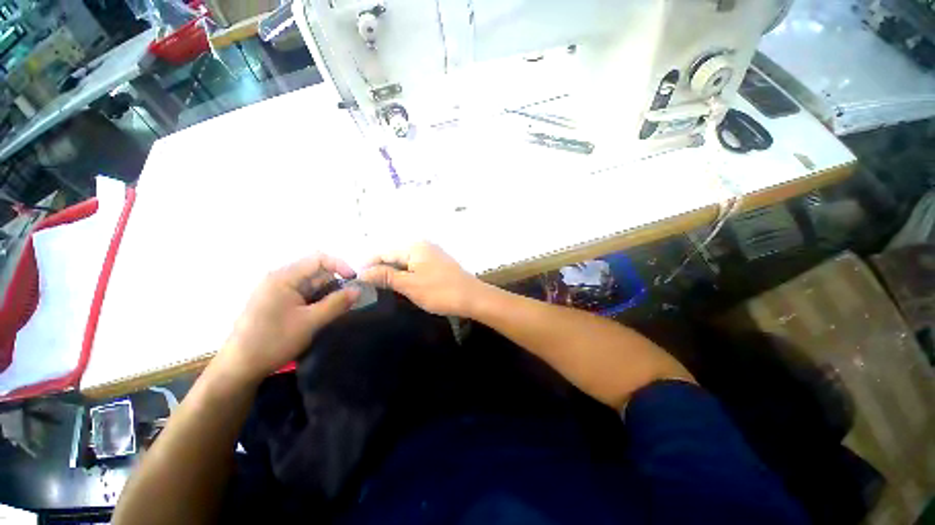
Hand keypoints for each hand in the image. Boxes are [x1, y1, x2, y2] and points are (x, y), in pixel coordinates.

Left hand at [215, 254, 359, 383]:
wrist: (240, 368)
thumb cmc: (273, 341)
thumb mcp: (310, 322)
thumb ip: (337, 303)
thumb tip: (358, 290)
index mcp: (283, 277)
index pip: (318, 259)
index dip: (340, 265)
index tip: (355, 281)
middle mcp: (280, 279)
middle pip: (316, 272)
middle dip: (335, 283)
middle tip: (350, 301)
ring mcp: (277, 291)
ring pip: (312, 284)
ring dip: (328, 294)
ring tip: (339, 309)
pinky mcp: (277, 302)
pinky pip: (304, 294)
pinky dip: (318, 301)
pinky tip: (323, 314)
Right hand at [360, 242, 485, 316]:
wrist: (472, 297)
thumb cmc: (440, 291)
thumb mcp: (409, 285)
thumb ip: (386, 276)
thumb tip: (363, 272)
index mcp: (414, 247)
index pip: (384, 252)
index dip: (369, 265)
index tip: (356, 279)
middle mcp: (422, 246)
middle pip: (394, 256)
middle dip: (381, 269)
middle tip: (368, 286)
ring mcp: (432, 254)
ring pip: (405, 262)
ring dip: (393, 273)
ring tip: (381, 287)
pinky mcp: (438, 264)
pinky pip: (416, 266)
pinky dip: (406, 275)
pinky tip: (402, 285)